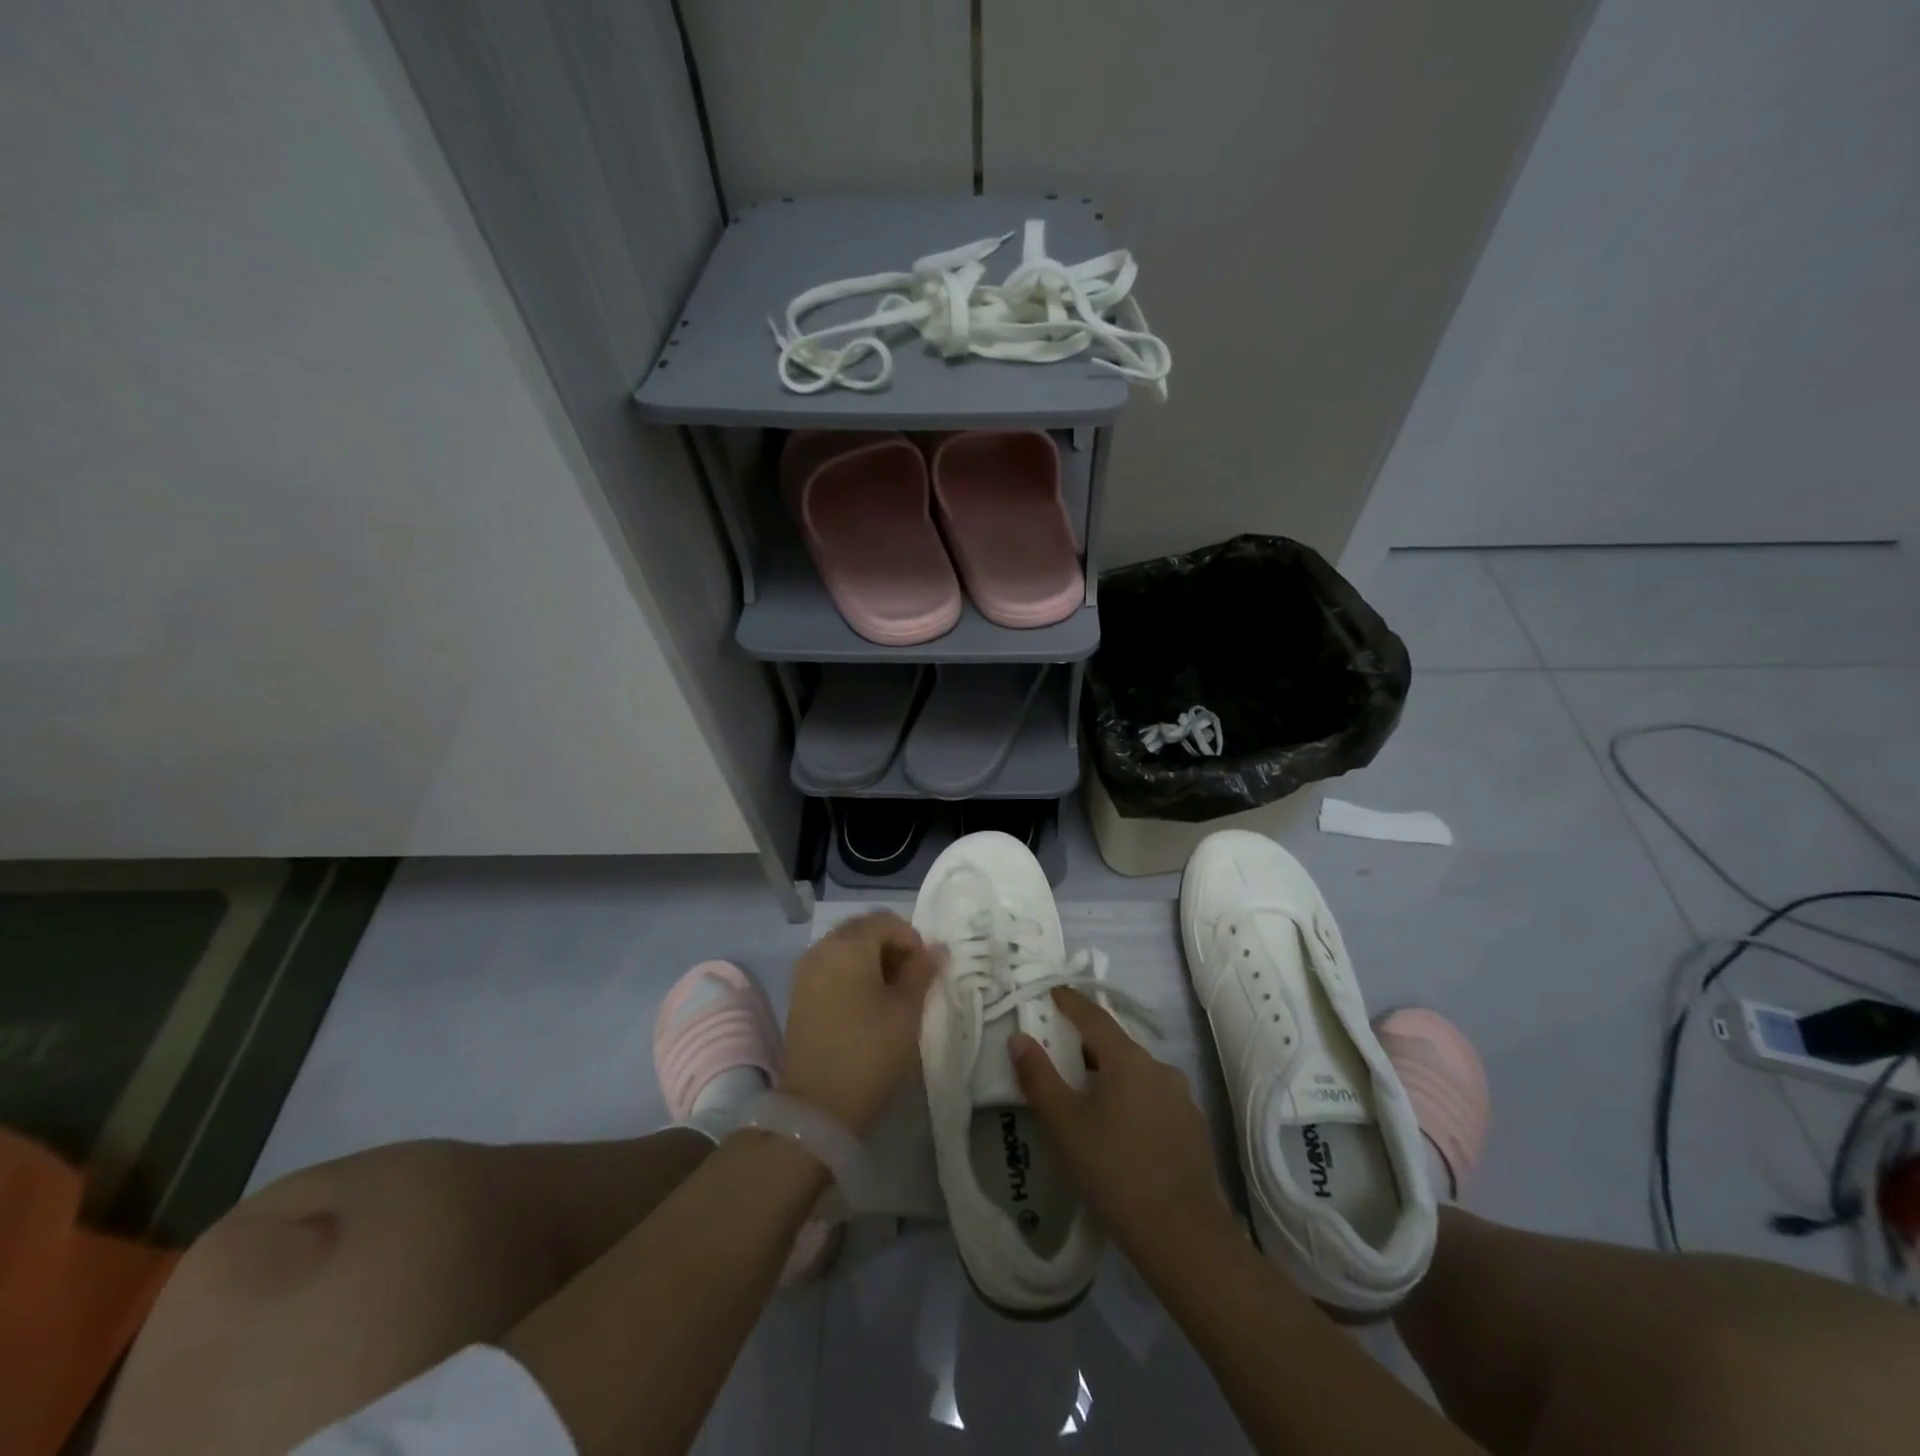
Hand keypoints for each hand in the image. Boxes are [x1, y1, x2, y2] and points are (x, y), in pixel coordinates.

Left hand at [780, 911, 940, 1133]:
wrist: (817, 1105)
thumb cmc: (870, 1051)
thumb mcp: (907, 1010)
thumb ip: (922, 971)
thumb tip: (936, 948)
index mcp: (849, 944)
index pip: (887, 921)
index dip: (912, 941)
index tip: (925, 972)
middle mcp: (822, 948)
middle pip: (864, 930)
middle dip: (891, 947)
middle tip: (910, 981)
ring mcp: (806, 970)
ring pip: (846, 948)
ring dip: (872, 961)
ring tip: (891, 996)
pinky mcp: (799, 993)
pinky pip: (831, 967)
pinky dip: (852, 974)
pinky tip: (866, 1005)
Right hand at [1011, 987, 1234, 1258]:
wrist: (1183, 1236)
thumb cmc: (1114, 1171)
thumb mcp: (1065, 1124)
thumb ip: (1039, 1077)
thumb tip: (1019, 1038)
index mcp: (1128, 1060)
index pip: (1094, 1016)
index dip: (1070, 1002)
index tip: (1052, 992)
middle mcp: (1159, 1068)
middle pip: (1116, 1045)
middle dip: (1087, 1044)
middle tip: (1060, 1053)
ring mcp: (1182, 1098)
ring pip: (1137, 1074)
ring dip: (1110, 1075)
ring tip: (1087, 1096)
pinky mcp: (1193, 1127)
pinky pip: (1154, 1099)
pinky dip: (1132, 1100)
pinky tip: (1120, 1129)